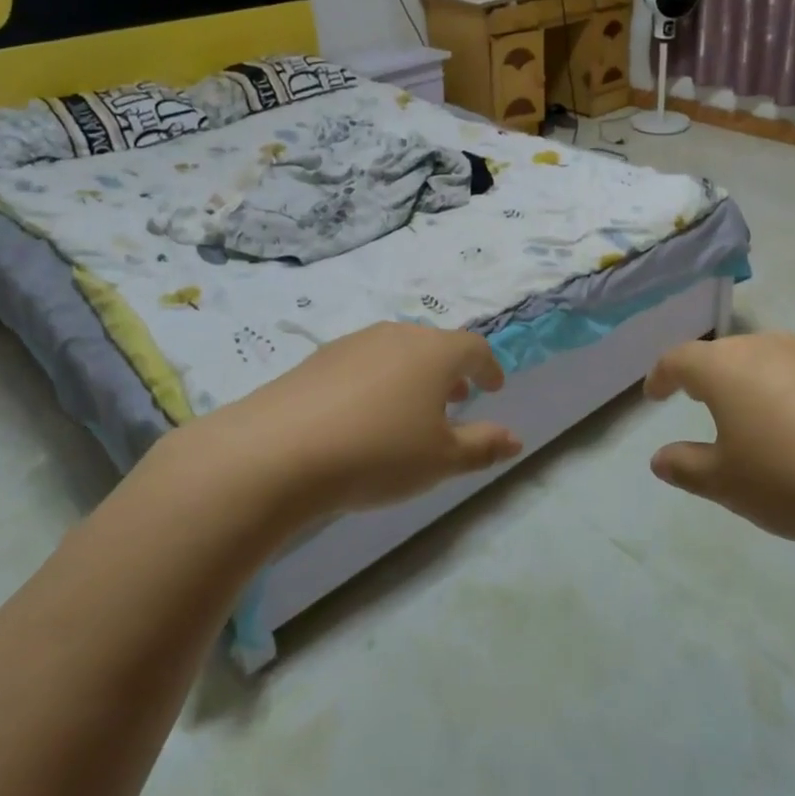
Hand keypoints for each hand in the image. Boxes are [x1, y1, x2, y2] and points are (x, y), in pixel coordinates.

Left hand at [173, 323, 522, 523]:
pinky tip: (364, 414)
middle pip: (434, 345)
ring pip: (397, 351)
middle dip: (451, 371)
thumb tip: (515, 439)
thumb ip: (482, 446)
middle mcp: (396, 335)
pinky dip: (378, 380)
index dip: (489, 367)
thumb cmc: (378, 452)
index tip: (493, 388)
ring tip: (411, 409)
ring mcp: (353, 343)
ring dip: (413, 375)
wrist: (278, 451)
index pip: (474, 348)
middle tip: (456, 398)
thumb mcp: (441, 460)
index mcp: (434, 352)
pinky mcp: (317, 359)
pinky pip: (363, 363)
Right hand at [644, 332, 794, 558]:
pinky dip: (788, 392)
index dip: (661, 376)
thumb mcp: (727, 484)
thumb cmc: (794, 479)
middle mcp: (766, 347)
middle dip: (706, 376)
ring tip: (751, 417)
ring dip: (749, 382)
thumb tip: (660, 458)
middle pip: (724, 354)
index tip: (654, 394)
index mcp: (725, 367)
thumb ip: (687, 467)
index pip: (679, 359)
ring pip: (765, 359)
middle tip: (700, 403)